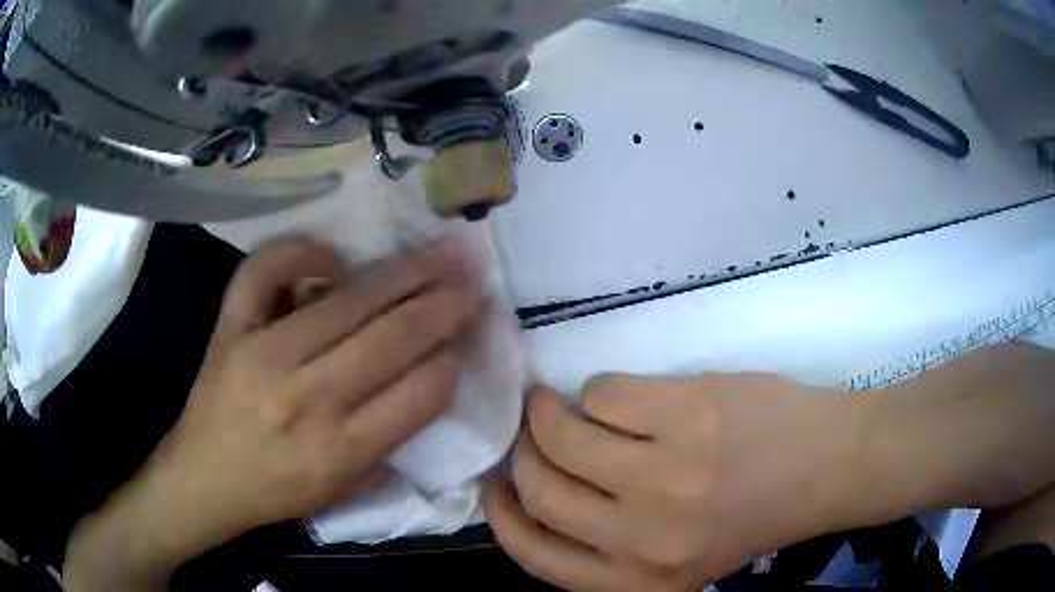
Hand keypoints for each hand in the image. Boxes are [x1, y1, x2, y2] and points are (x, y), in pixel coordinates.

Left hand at [66, 236, 484, 587]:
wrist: (204, 477)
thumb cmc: (277, 491)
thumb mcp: (343, 488)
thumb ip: (390, 436)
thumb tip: (432, 375)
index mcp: (339, 451)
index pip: (420, 394)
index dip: (452, 359)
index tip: (468, 336)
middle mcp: (305, 398)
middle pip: (392, 337)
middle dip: (443, 304)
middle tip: (473, 276)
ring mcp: (262, 352)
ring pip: (347, 301)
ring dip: (403, 273)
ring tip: (439, 254)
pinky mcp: (230, 326)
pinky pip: (267, 270)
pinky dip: (303, 252)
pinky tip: (333, 257)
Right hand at [484, 374, 860, 590]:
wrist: (828, 467)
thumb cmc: (752, 514)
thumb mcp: (674, 561)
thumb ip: (609, 546)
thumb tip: (539, 495)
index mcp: (640, 581)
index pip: (537, 557)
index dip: (502, 518)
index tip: (493, 486)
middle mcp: (645, 538)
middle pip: (540, 488)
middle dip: (521, 452)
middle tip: (527, 431)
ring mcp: (667, 474)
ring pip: (562, 433)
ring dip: (547, 411)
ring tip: (556, 400)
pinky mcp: (687, 415)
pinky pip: (604, 393)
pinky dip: (599, 390)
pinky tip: (620, 395)